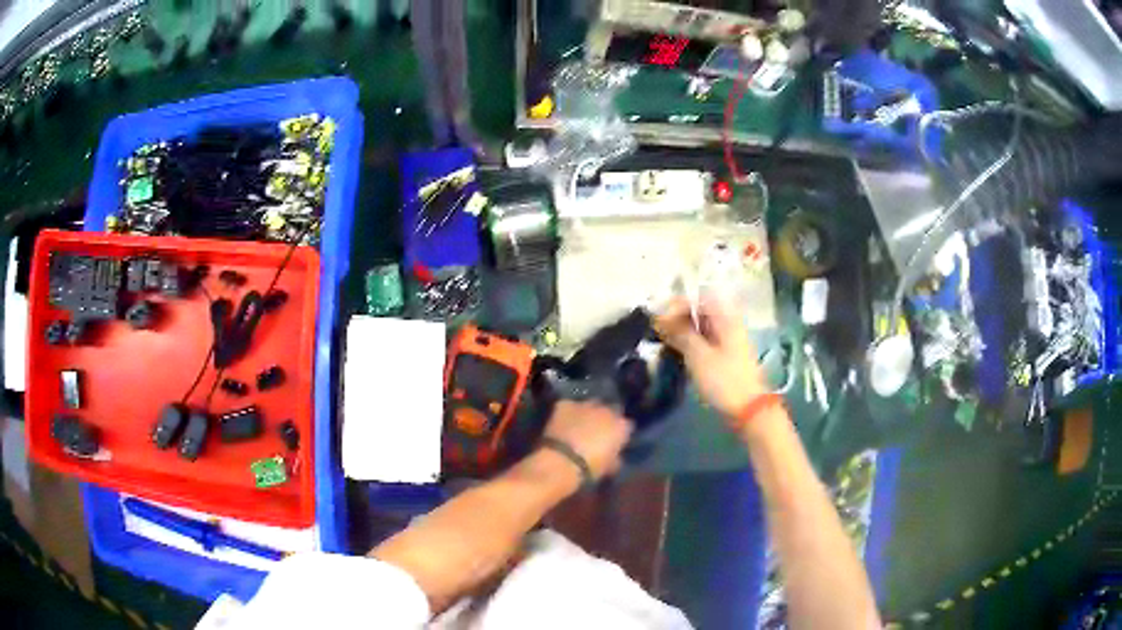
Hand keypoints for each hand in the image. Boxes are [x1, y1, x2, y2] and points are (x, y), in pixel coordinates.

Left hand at [542, 401, 632, 479]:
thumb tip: (615, 456)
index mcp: (621, 426)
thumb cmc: (590, 468)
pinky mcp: (565, 405)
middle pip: (609, 411)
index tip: (614, 442)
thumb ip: (615, 457)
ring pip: (589, 405)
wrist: (562, 461)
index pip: (626, 426)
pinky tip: (563, 423)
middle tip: (596, 433)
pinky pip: (569, 406)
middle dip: (604, 420)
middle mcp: (606, 410)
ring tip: (578, 427)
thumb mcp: (609, 467)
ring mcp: (585, 405)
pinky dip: (567, 413)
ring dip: (586, 414)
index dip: (619, 434)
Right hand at [655, 295, 768, 422]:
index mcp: (725, 318)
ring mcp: (728, 341)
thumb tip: (660, 315)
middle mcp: (728, 324)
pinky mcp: (725, 356)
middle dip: (677, 318)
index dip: (677, 304)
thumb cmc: (724, 380)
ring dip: (682, 332)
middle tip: (657, 332)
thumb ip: (679, 332)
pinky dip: (690, 344)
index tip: (658, 319)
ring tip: (663, 343)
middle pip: (700, 311)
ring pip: (701, 327)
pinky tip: (677, 354)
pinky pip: (704, 341)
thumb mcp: (698, 355)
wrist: (748, 410)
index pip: (698, 298)